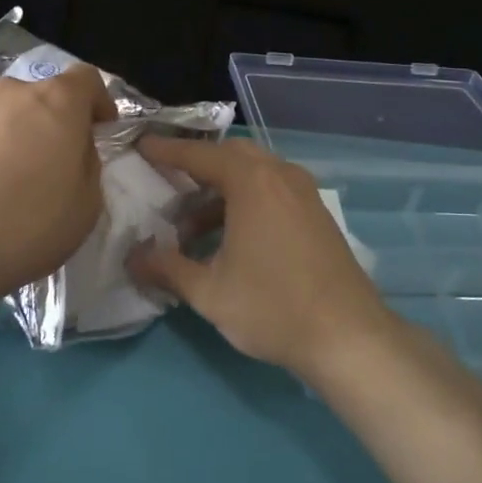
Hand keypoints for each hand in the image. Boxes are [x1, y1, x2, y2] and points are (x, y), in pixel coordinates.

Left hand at [0, 65, 116, 314]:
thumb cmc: (27, 227)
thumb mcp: (87, 204)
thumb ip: (88, 162)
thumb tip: (74, 149)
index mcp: (56, 102)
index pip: (86, 78)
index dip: (98, 102)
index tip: (100, 131)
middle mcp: (11, 93)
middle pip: (43, 96)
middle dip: (55, 122)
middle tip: (56, 163)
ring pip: (6, 113)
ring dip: (17, 135)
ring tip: (12, 179)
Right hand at [127, 137, 394, 375]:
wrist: (349, 336)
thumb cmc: (273, 307)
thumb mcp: (209, 292)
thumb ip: (166, 268)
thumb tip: (132, 259)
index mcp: (252, 182)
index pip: (199, 155)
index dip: (166, 151)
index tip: (141, 146)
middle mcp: (280, 175)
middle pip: (229, 157)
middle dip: (195, 169)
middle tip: (165, 187)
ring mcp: (304, 193)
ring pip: (253, 175)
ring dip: (219, 192)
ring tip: (190, 231)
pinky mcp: (316, 213)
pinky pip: (272, 191)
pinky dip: (244, 202)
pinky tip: (228, 241)